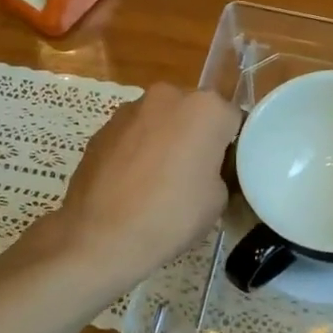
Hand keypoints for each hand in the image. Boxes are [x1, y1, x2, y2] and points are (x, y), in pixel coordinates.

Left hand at [44, 83, 240, 288]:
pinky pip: (133, 135)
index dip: (232, 146)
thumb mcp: (218, 199)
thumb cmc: (171, 215)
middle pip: (194, 113)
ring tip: (158, 182)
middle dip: (197, 136)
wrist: (100, 236)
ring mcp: (130, 110)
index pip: (233, 119)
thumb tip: (208, 168)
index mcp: (205, 108)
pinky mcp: (102, 128)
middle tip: (195, 175)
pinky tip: (132, 184)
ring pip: (161, 121)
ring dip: (165, 141)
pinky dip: (138, 151)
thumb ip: (220, 169)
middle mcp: (168, 96)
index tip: (226, 170)